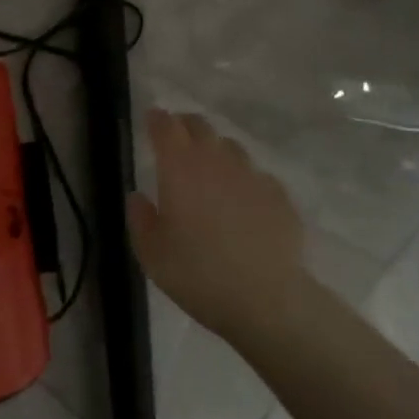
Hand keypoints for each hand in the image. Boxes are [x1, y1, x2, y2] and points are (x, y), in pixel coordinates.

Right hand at [129, 109, 307, 340]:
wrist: (266, 300)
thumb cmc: (197, 274)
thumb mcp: (151, 253)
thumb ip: (140, 218)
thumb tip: (138, 197)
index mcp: (179, 168)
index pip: (166, 127)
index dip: (157, 119)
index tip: (151, 118)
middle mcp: (216, 162)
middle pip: (200, 127)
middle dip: (185, 126)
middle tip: (176, 137)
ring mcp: (252, 176)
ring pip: (231, 147)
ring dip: (215, 150)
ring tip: (209, 170)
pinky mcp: (279, 196)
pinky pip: (257, 176)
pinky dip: (244, 180)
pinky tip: (242, 201)